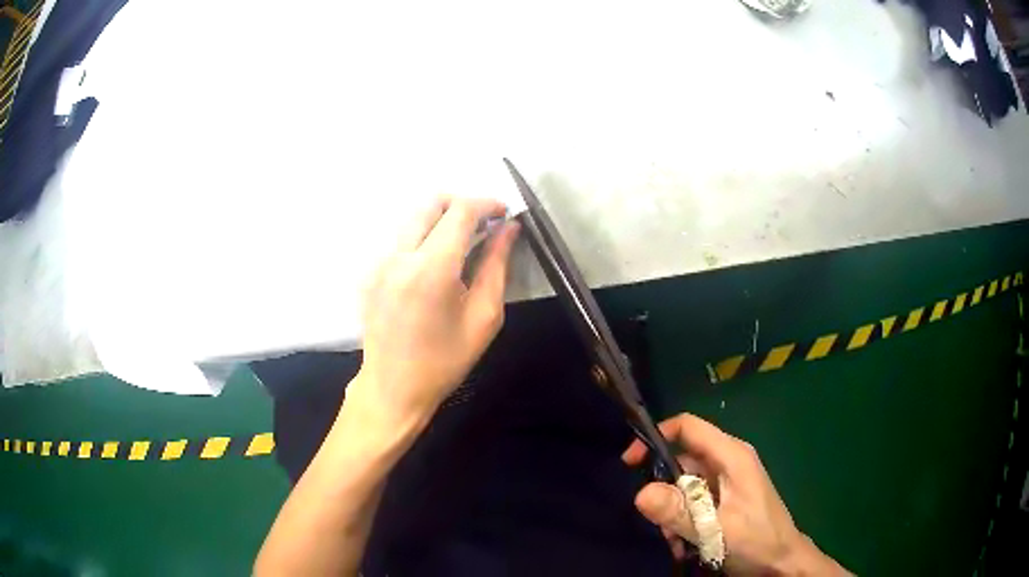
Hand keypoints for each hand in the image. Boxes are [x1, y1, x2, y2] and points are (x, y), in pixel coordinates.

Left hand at [350, 197, 519, 428]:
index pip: (460, 212)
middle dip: (462, 204)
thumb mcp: (484, 317)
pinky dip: (422, 236)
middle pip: (431, 202)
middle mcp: (399, 256)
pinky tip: (435, 263)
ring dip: (441, 218)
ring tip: (462, 243)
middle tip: (483, 225)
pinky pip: (400, 238)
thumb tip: (509, 229)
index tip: (503, 214)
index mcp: (431, 269)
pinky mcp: (369, 272)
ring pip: (413, 217)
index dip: (486, 205)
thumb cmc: (445, 361)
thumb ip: (497, 266)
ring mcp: (379, 262)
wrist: (392, 388)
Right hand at [623, 414, 848, 574]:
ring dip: (672, 512)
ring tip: (675, 541)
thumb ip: (679, 512)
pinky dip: (682, 520)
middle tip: (659, 522)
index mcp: (732, 456)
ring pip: (684, 485)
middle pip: (682, 460)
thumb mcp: (716, 530)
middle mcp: (728, 462)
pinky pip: (693, 501)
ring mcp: (727, 481)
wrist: (782, 562)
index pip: (688, 427)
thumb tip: (639, 494)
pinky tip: (684, 544)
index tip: (630, 463)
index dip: (656, 437)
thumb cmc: (757, 541)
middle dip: (663, 491)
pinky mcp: (724, 499)